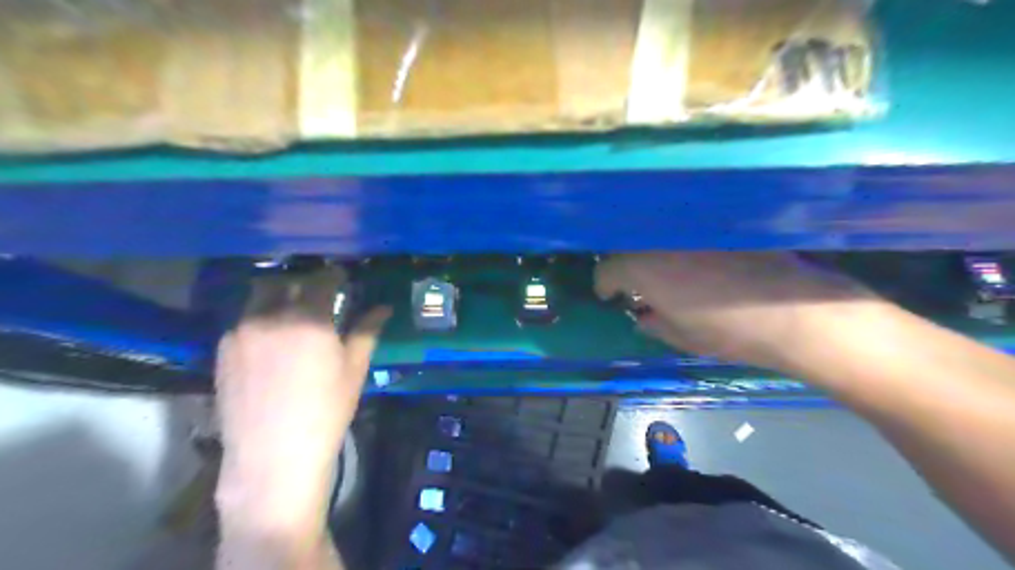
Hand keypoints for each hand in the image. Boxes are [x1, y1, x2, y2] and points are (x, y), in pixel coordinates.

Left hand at [214, 268, 389, 533]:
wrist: (272, 456)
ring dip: (277, 296)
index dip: (335, 275)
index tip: (342, 277)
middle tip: (317, 293)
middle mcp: (271, 315)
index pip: (322, 279)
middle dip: (302, 281)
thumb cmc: (326, 412)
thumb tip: (384, 307)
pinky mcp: (222, 349)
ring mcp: (241, 331)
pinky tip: (271, 340)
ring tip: (292, 314)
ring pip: (259, 297)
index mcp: (309, 318)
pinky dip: (260, 319)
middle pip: (285, 280)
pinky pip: (243, 320)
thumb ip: (366, 331)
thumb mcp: (354, 370)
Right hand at [596, 251, 871, 368]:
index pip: (607, 270)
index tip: (610, 296)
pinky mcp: (716, 225)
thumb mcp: (682, 337)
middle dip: (625, 266)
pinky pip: (685, 230)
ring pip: (656, 235)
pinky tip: (693, 259)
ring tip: (661, 271)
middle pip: (628, 247)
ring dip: (650, 252)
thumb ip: (653, 323)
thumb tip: (642, 316)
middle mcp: (661, 241)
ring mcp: (689, 229)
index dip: (605, 285)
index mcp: (643, 269)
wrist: (794, 312)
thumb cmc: (730, 331)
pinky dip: (679, 243)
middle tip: (634, 284)